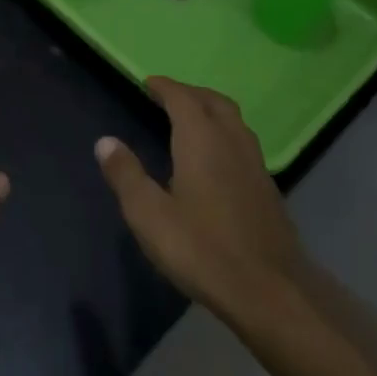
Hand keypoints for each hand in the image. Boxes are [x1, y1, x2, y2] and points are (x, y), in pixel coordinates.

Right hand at [96, 77, 304, 319]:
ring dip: (212, 111)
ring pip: (234, 122)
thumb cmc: (202, 249)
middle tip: (169, 96)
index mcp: (201, 140)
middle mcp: (232, 142)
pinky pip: (243, 144)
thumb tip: (105, 141)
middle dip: (191, 93)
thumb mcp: (149, 215)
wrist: (271, 292)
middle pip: (215, 102)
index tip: (148, 83)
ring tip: (192, 121)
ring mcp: (256, 166)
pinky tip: (216, 161)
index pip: (183, 98)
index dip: (165, 87)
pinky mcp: (268, 190)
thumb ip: (126, 175)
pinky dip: (225, 136)